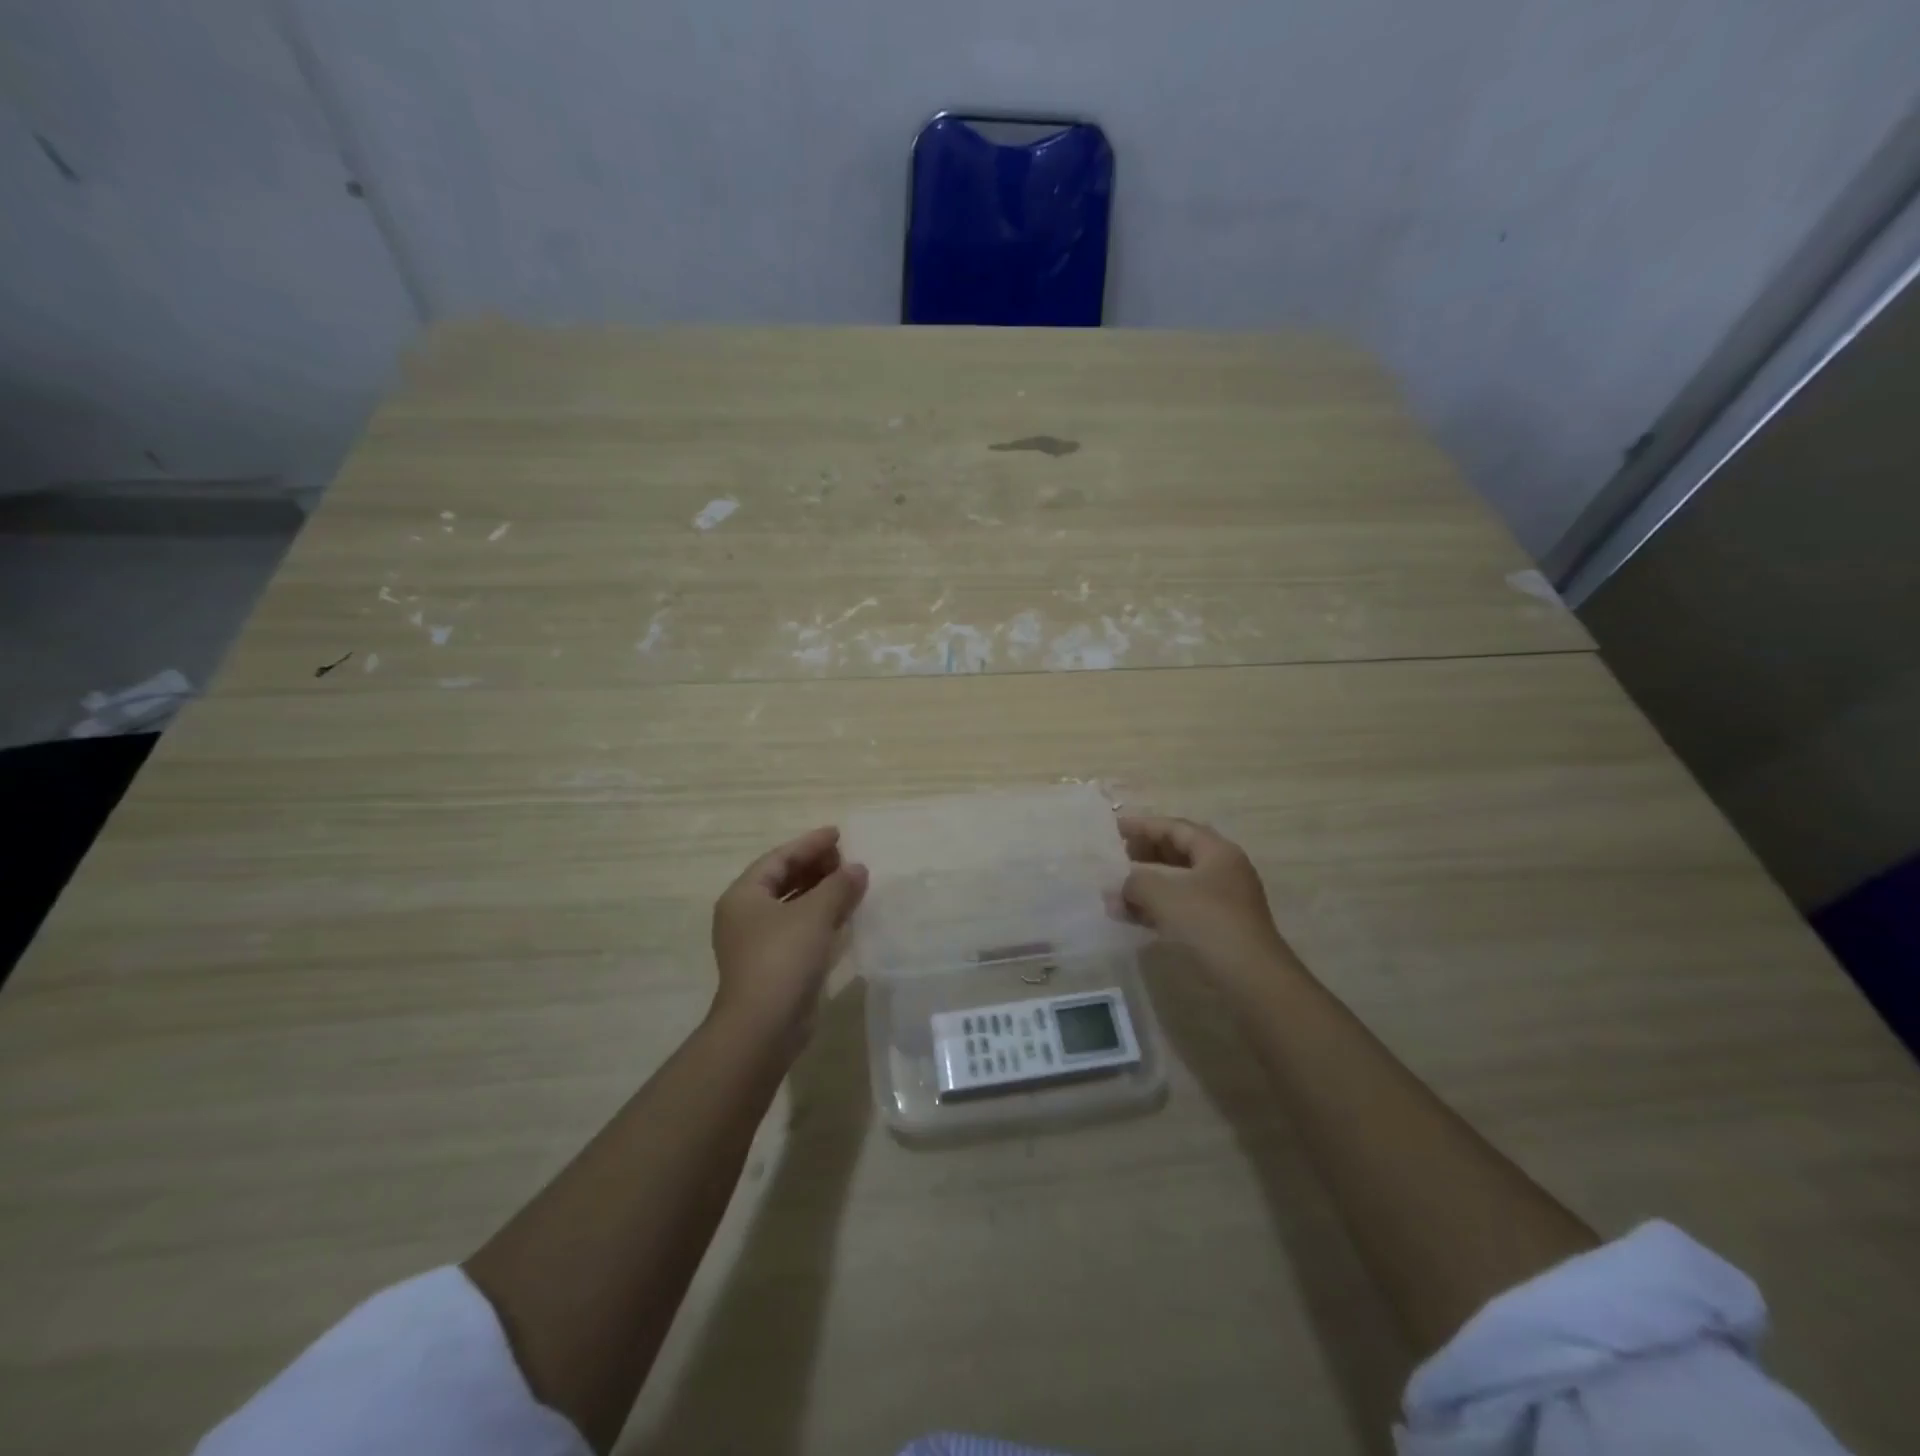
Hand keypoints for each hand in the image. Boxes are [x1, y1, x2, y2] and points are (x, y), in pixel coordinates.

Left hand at [710, 827, 868, 1053]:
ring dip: (821, 892)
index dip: (809, 844)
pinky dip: (821, 918)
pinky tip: (845, 915)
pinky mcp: (774, 966)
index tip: (838, 834)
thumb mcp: (815, 914)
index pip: (779, 859)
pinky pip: (800, 929)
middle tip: (847, 857)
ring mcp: (758, 943)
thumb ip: (838, 886)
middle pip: (784, 880)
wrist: (764, 1027)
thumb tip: (858, 868)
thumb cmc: (783, 959)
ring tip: (852, 881)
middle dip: (816, 867)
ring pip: (793, 906)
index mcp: (744, 896)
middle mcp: (746, 916)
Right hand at [1117, 815, 1297, 988]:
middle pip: (1179, 852)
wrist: (1251, 979)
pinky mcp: (1218, 928)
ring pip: (1178, 882)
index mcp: (1217, 852)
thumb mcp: (1163, 894)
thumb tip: (1116, 888)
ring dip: (1147, 885)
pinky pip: (1181, 907)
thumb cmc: (1208, 923)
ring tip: (1116, 892)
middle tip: (1117, 857)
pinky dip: (1156, 908)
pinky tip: (1131, 917)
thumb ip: (1134, 882)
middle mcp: (1223, 871)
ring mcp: (1223, 901)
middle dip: (1145, 854)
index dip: (1143, 825)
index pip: (1176, 828)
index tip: (1115, 827)